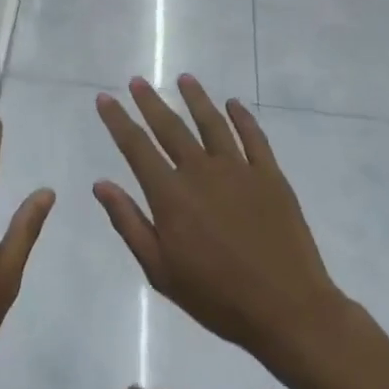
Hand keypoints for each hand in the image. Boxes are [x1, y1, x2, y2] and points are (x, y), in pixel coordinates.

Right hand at [94, 76, 347, 368]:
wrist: (288, 311)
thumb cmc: (217, 297)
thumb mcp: (161, 270)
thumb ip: (129, 223)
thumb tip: (100, 184)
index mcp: (170, 195)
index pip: (136, 147)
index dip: (118, 120)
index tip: (105, 99)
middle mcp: (200, 171)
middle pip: (170, 127)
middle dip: (150, 102)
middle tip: (137, 80)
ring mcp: (238, 170)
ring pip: (211, 123)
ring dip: (196, 98)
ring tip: (184, 78)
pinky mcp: (270, 176)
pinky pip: (254, 137)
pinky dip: (242, 117)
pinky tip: (234, 104)